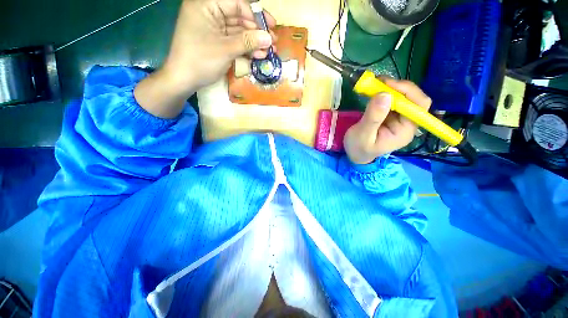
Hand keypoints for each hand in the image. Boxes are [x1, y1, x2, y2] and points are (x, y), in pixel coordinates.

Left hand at [135, 0, 275, 117]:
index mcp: (206, 5)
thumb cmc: (201, 61)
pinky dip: (246, 49)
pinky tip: (258, 56)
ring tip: (268, 52)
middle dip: (257, 31)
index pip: (236, 3)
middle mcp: (210, 13)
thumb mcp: (226, 50)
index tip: (271, 27)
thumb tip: (269, 38)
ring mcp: (213, 29)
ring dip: (254, 42)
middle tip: (272, 42)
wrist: (184, 80)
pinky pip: (234, 42)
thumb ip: (248, 42)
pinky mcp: (217, 42)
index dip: (255, 15)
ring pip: (239, 32)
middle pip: (239, 17)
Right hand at [344, 78, 431, 164]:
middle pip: (412, 98)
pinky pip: (391, 100)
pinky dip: (383, 92)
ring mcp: (398, 118)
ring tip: (373, 84)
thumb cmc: (358, 149)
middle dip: (396, 87)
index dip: (407, 91)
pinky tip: (373, 90)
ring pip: (402, 96)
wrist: (355, 154)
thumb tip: (384, 94)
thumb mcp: (363, 135)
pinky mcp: (390, 115)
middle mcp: (407, 122)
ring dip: (389, 88)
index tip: (387, 85)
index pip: (418, 106)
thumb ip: (373, 117)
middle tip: (377, 81)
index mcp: (405, 130)